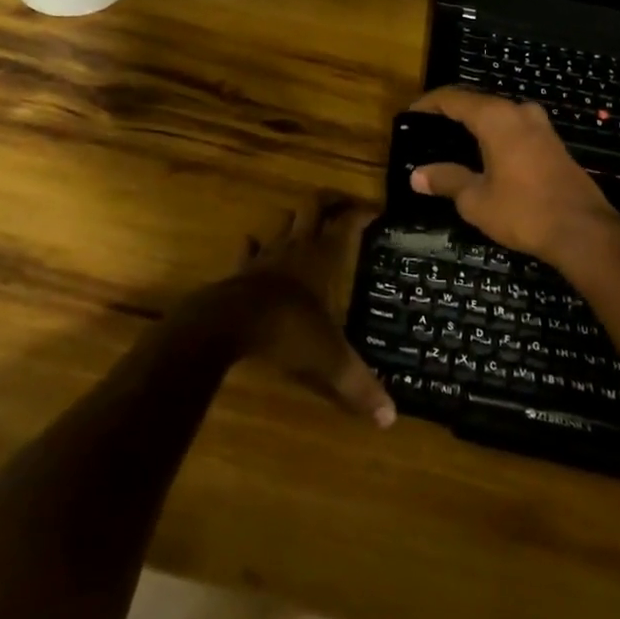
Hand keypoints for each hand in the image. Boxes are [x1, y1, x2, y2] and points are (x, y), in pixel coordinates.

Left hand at [215, 195, 394, 427]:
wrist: (229, 323)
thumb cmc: (287, 331)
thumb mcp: (329, 360)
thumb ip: (358, 385)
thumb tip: (390, 418)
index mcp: (323, 258)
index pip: (347, 223)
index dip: (362, 212)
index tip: (376, 210)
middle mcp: (297, 247)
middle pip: (313, 206)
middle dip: (329, 200)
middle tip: (342, 203)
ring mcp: (266, 255)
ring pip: (283, 222)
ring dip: (295, 218)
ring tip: (305, 222)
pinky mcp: (241, 269)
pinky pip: (250, 249)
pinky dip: (256, 245)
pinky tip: (256, 245)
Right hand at [408, 88, 619, 267]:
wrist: (585, 232)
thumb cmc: (524, 211)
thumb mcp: (476, 200)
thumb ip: (446, 180)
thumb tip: (417, 175)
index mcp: (496, 117)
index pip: (453, 98)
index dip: (428, 104)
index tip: (410, 115)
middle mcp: (519, 112)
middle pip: (477, 101)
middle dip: (451, 112)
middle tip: (428, 129)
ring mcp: (541, 126)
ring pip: (499, 114)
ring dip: (475, 123)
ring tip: (453, 141)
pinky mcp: (553, 144)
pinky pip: (515, 128)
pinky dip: (494, 134)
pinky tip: (485, 155)